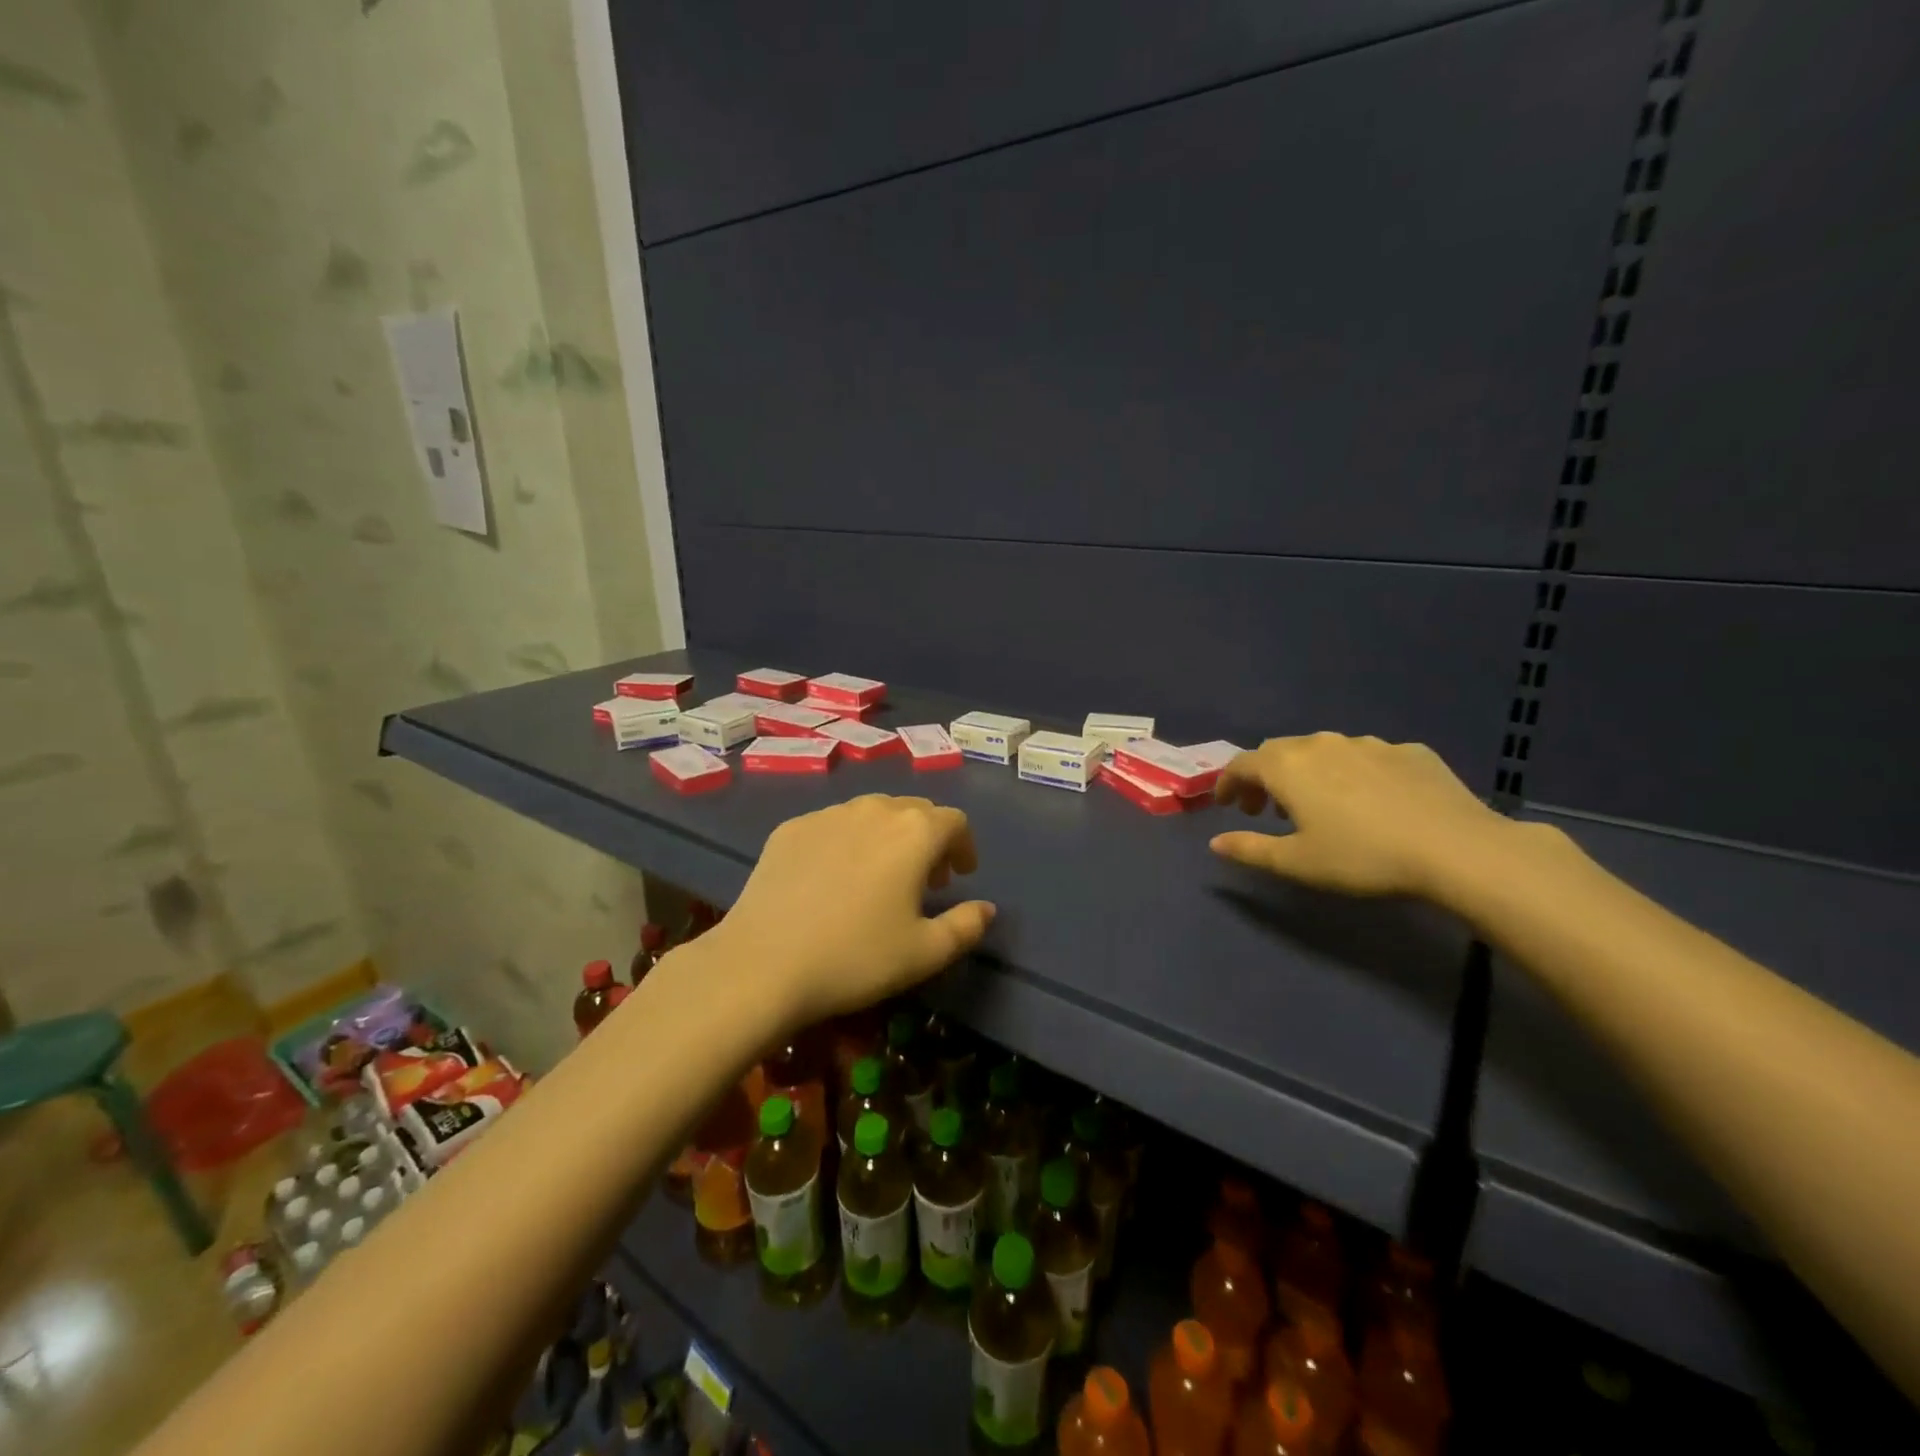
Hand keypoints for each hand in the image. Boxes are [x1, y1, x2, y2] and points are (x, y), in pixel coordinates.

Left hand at [701, 795, 994, 1029]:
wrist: (762, 964)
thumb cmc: (856, 958)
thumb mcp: (925, 953)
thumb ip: (966, 925)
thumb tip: (986, 908)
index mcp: (914, 832)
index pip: (954, 821)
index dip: (964, 846)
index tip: (960, 875)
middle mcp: (873, 809)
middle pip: (914, 811)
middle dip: (928, 839)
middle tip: (926, 878)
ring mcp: (827, 814)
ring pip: (872, 813)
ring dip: (888, 837)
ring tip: (880, 876)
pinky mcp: (790, 828)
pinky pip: (833, 825)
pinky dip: (847, 842)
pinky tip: (833, 879)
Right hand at [1209, 733, 1508, 898]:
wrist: (1456, 849)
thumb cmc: (1362, 857)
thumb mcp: (1297, 863)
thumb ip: (1250, 849)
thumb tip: (1215, 842)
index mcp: (1288, 767)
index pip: (1242, 763)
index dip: (1227, 782)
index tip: (1226, 804)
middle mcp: (1322, 743)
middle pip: (1279, 751)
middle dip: (1264, 777)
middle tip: (1265, 808)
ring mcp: (1369, 744)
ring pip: (1323, 750)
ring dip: (1308, 773)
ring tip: (1317, 805)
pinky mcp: (1409, 751)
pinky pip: (1367, 757)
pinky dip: (1353, 773)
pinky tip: (1370, 800)